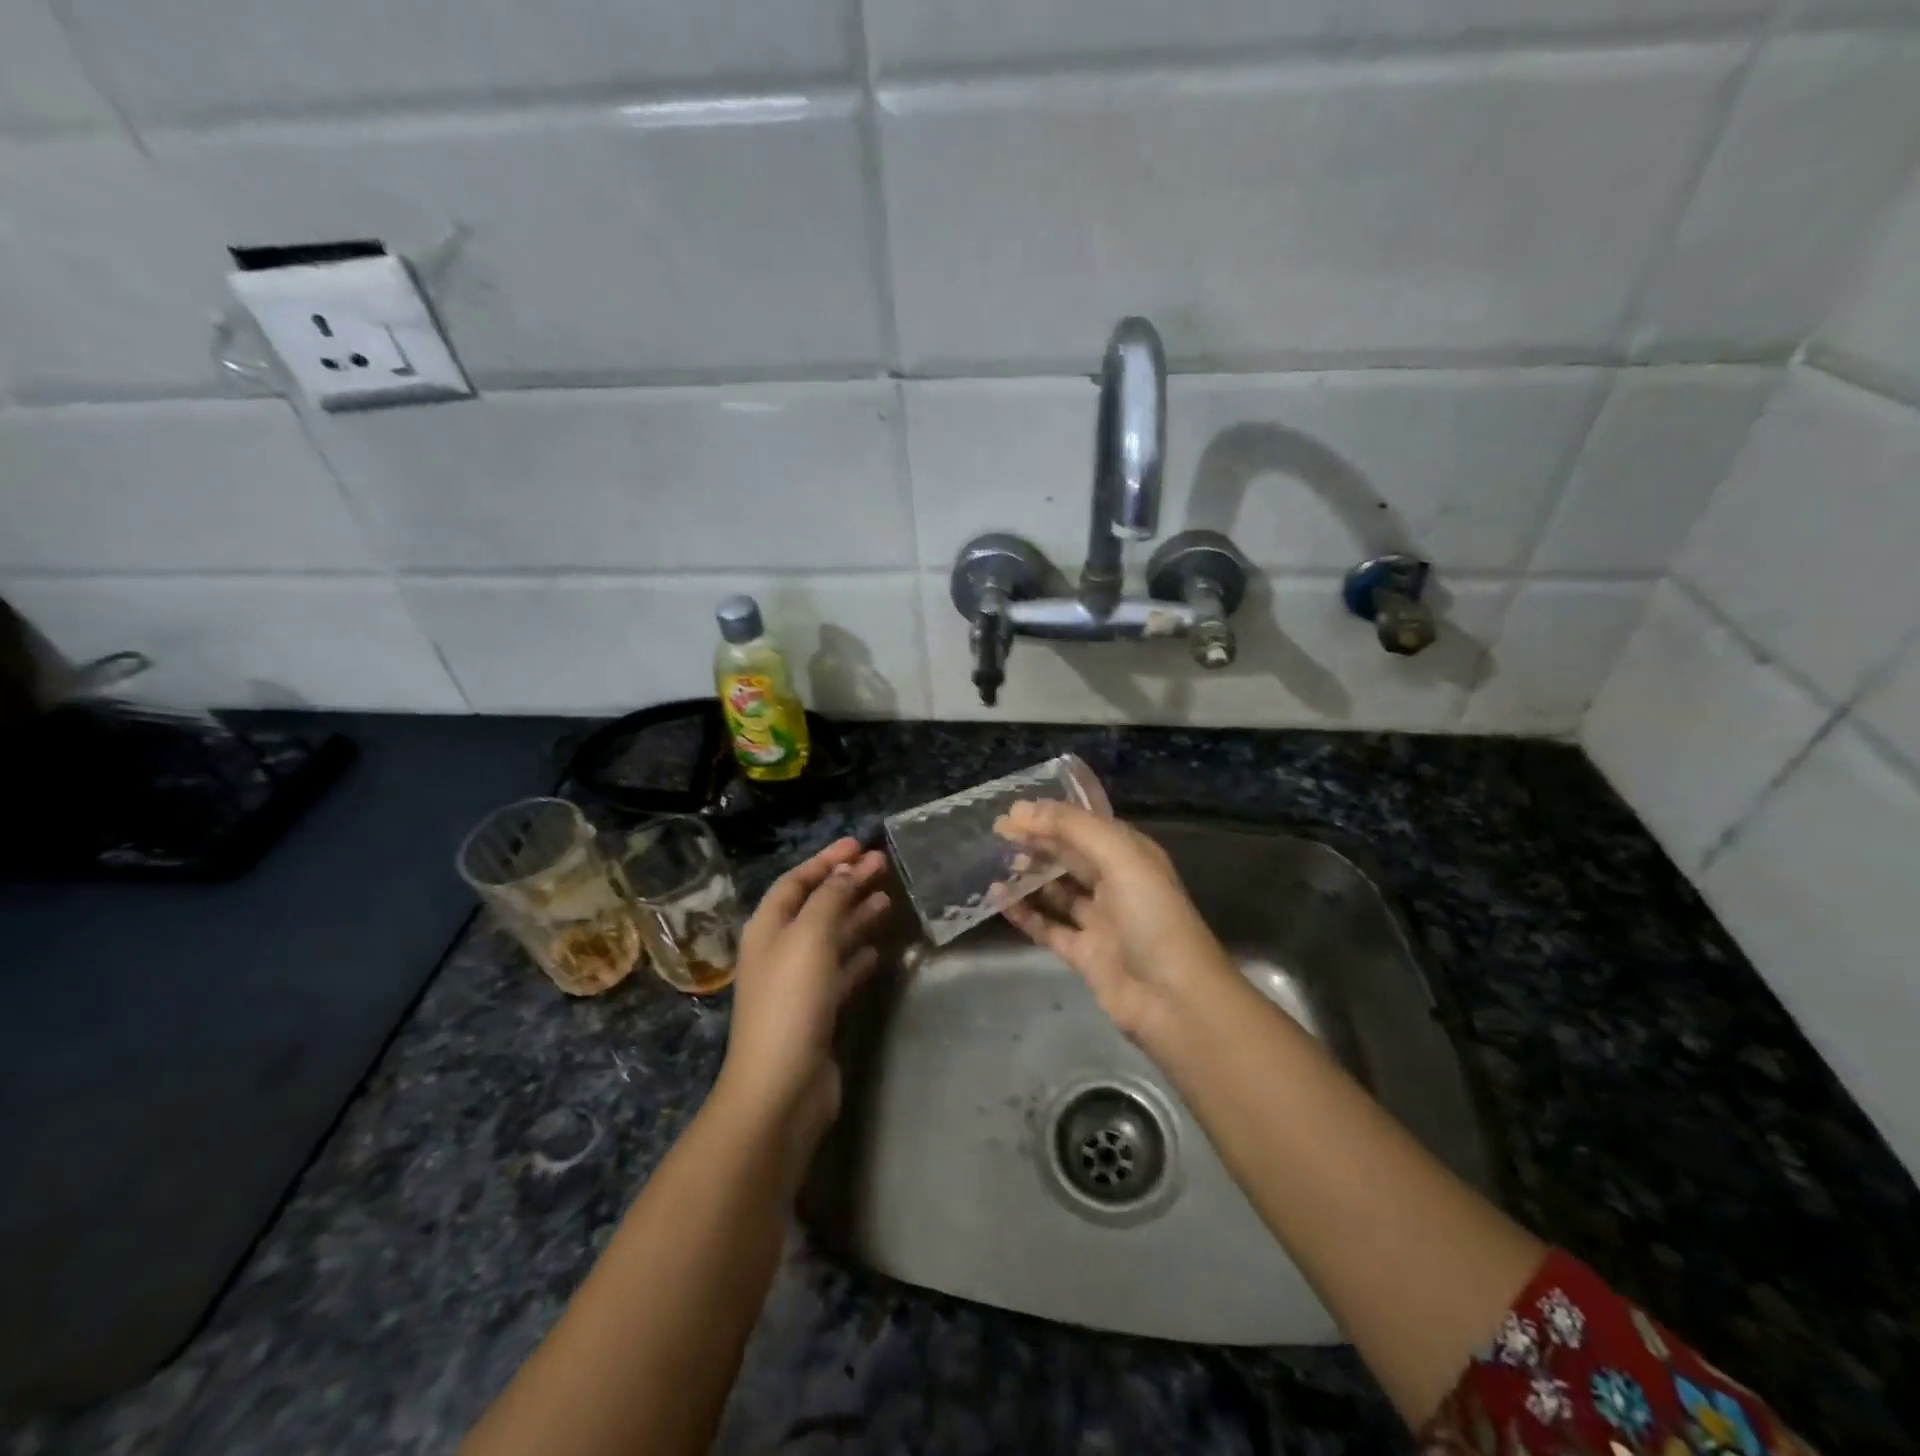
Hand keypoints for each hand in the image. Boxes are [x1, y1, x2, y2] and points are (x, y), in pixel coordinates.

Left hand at [716, 837, 889, 1152]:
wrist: (781, 1087)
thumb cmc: (791, 1001)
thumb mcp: (810, 937)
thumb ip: (829, 898)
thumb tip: (846, 869)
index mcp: (768, 927)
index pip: (797, 881)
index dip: (826, 860)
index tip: (859, 844)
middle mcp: (780, 949)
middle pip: (817, 905)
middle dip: (847, 883)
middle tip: (883, 866)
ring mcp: (798, 982)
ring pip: (831, 937)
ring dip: (856, 916)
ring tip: (888, 899)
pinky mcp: (817, 1011)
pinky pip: (840, 971)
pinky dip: (857, 956)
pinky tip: (878, 950)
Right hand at [998, 802, 1239, 1053]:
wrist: (1175, 1000)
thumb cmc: (1152, 917)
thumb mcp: (1120, 858)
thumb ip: (1072, 828)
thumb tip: (1021, 808)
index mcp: (1130, 855)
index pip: (1084, 826)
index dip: (1049, 816)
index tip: (1009, 813)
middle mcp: (1115, 882)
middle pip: (1068, 856)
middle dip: (1035, 843)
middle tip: (995, 835)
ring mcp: (1100, 920)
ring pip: (1056, 891)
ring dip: (1028, 877)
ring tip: (995, 865)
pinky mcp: (1085, 953)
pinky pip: (1048, 927)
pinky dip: (1025, 914)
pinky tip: (1000, 902)